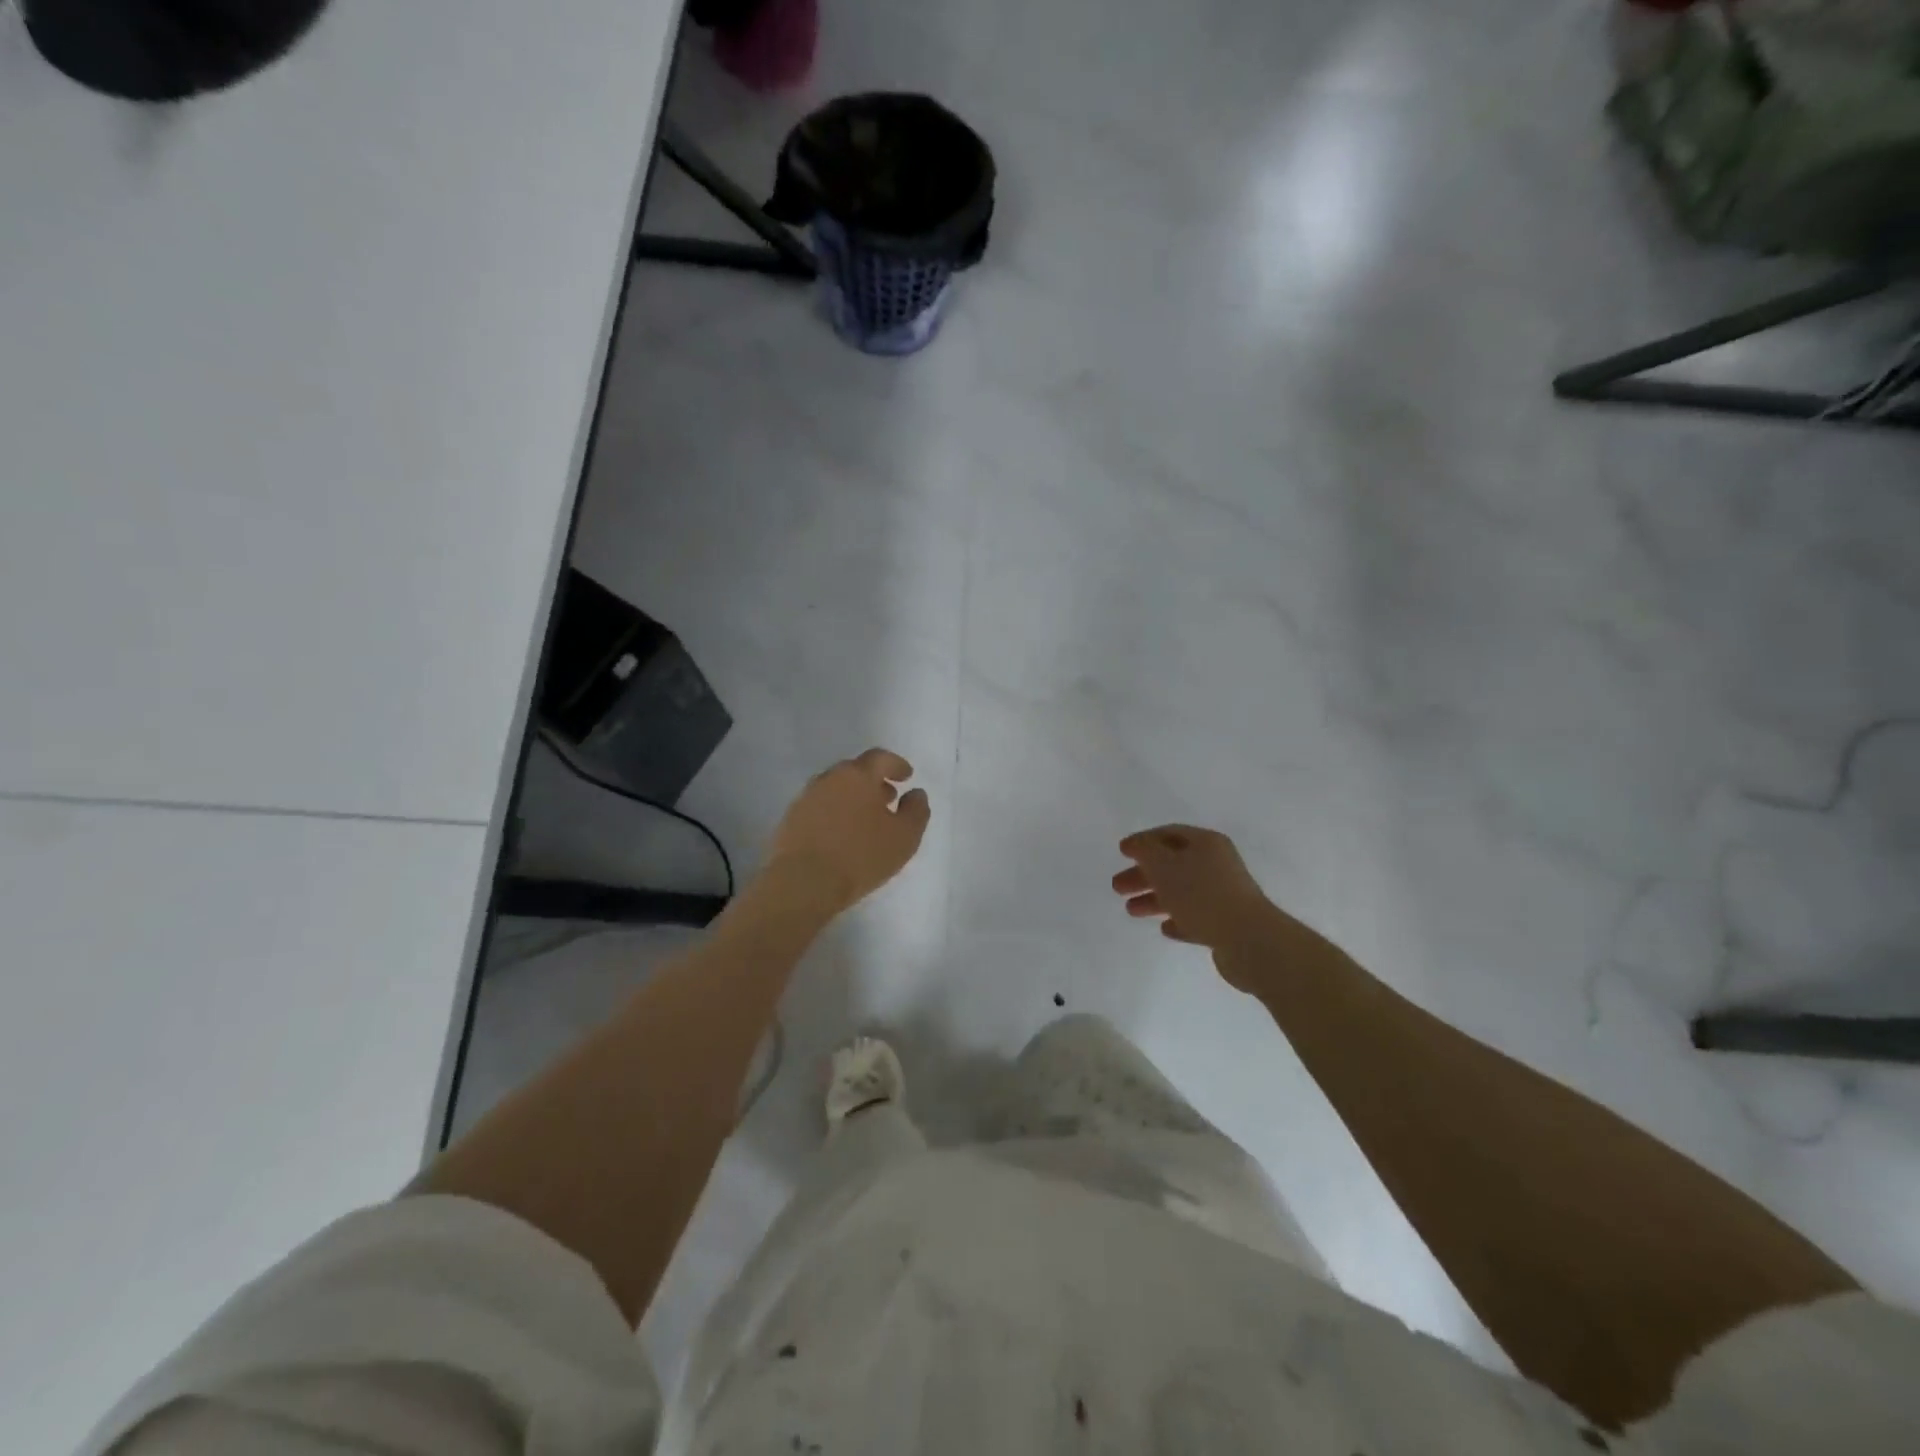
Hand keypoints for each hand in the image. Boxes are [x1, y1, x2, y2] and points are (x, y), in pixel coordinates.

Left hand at [767, 748, 930, 915]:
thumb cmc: (861, 856)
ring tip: (865, 819)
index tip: (907, 776)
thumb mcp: (904, 837)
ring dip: (853, 797)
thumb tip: (916, 793)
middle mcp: (830, 778)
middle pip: (855, 771)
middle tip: (888, 798)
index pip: (880, 758)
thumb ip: (916, 810)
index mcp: (858, 775)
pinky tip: (841, 834)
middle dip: (874, 781)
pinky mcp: (791, 818)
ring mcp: (806, 797)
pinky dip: (834, 812)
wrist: (803, 882)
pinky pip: (820, 807)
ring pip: (836, 789)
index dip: (896, 765)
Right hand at [1112, 824, 1272, 955]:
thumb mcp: (1164, 865)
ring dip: (1155, 899)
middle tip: (1117, 886)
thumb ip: (1145, 851)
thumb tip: (1138, 844)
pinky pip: (1196, 917)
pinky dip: (1178, 920)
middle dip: (1143, 874)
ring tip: (1131, 911)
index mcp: (1206, 843)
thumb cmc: (1201, 894)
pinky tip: (1164, 928)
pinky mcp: (1227, 924)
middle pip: (1173, 864)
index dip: (1143, 841)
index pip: (1168, 834)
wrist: (1248, 940)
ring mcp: (1224, 895)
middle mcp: (1217, 864)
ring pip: (1182, 892)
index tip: (1121, 851)